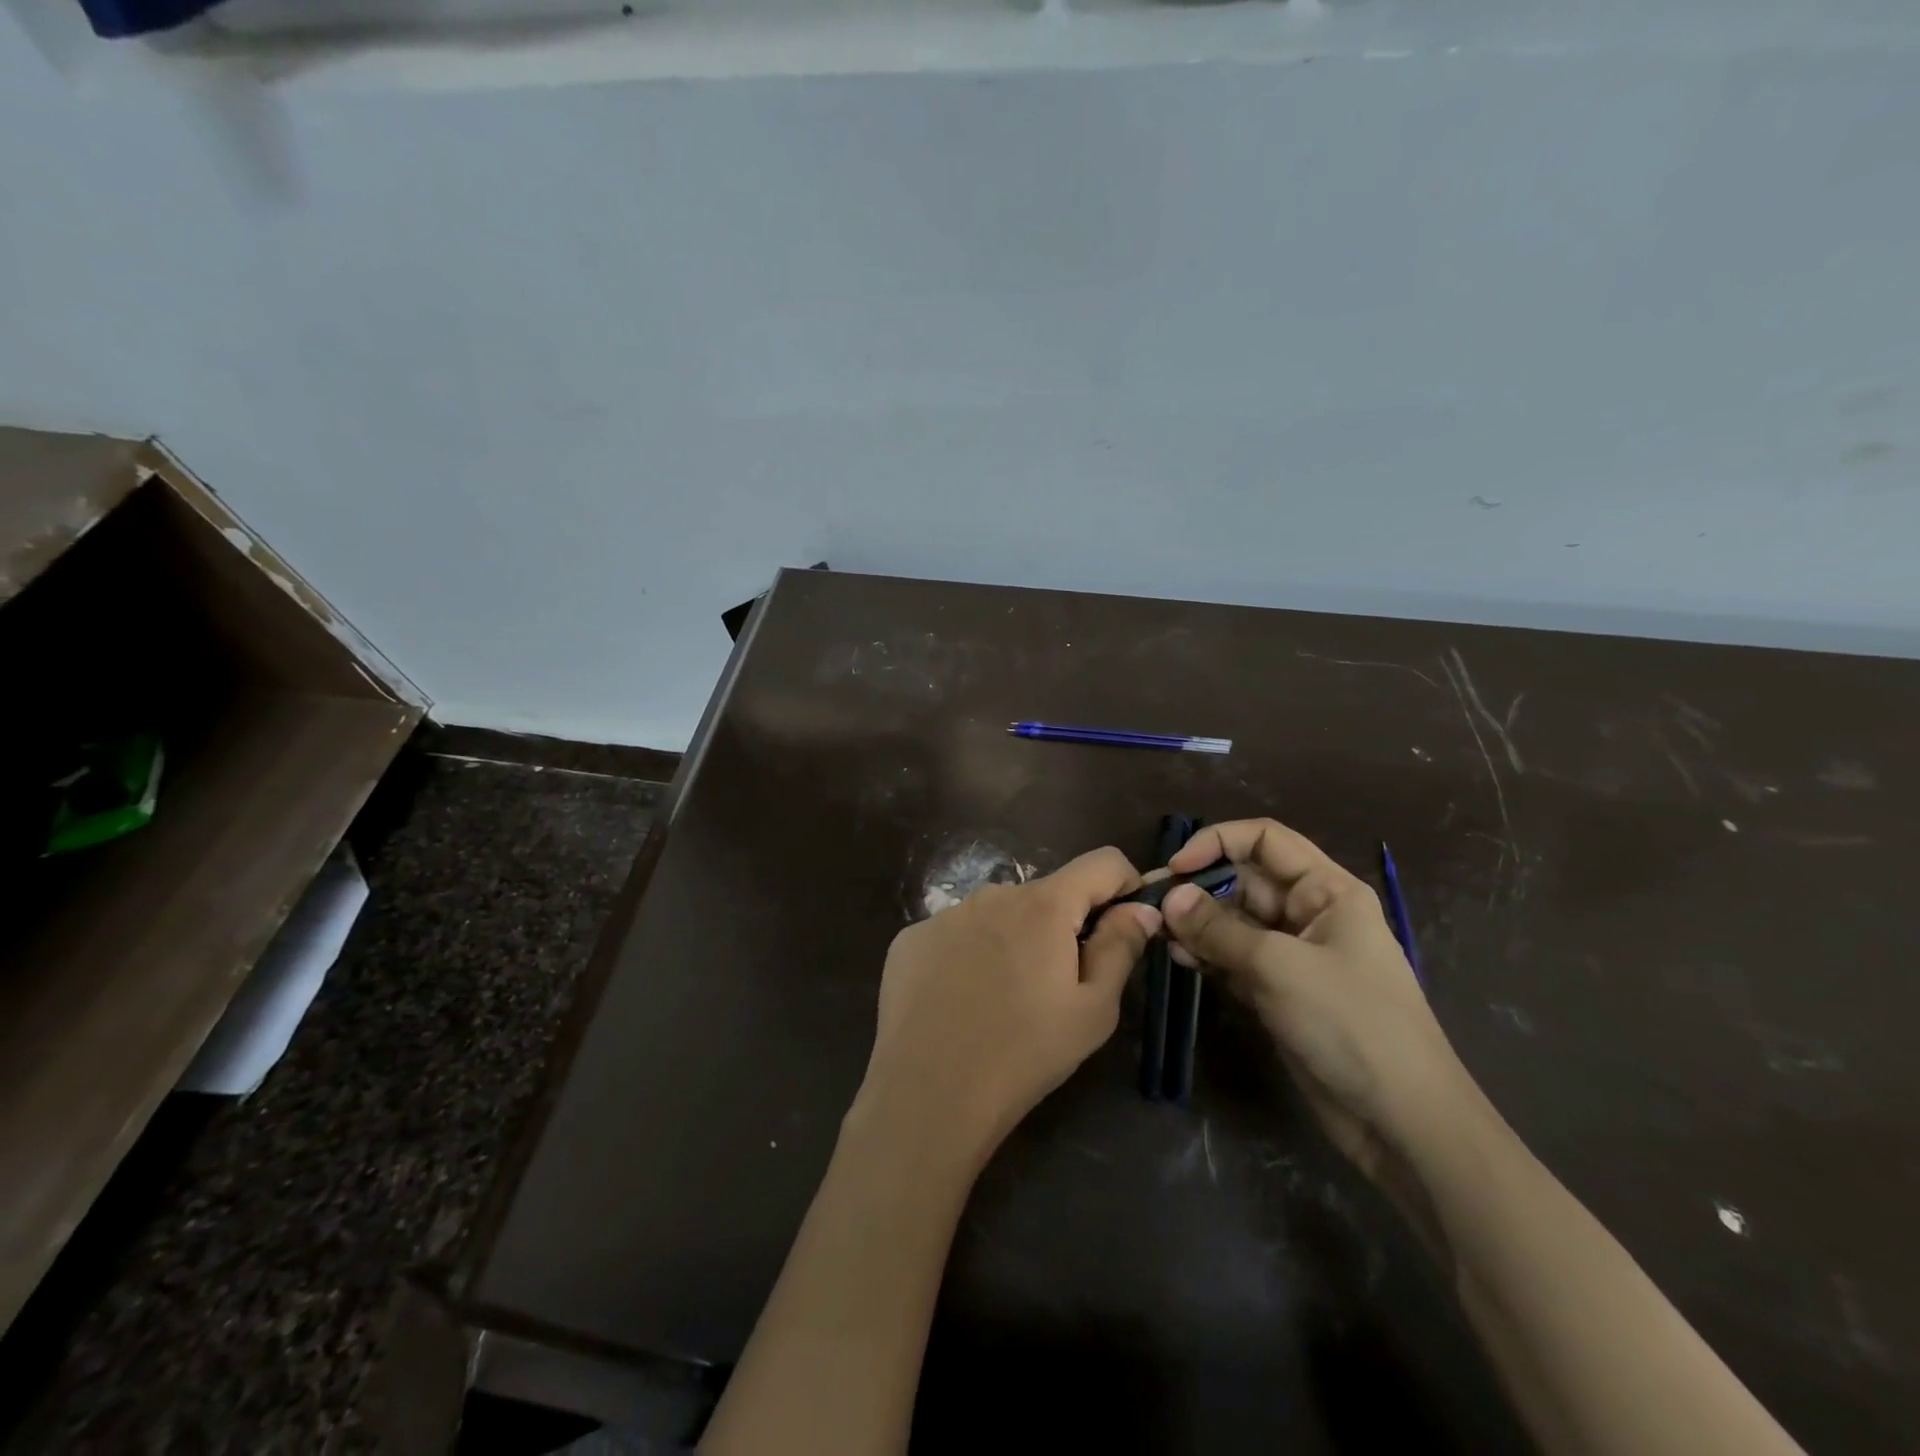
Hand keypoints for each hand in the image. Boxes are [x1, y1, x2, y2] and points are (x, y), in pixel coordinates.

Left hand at [854, 847, 1159, 1169]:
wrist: (927, 1094)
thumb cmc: (1024, 1055)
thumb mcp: (1093, 1011)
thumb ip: (1120, 948)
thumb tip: (1141, 908)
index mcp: (1044, 905)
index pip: (1102, 861)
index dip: (1124, 885)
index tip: (1124, 925)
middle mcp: (993, 894)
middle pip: (1046, 894)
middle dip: (1063, 926)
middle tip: (1057, 986)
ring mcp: (946, 914)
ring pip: (999, 914)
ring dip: (1014, 939)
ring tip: (1004, 999)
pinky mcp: (911, 938)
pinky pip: (956, 933)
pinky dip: (969, 954)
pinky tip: (960, 1000)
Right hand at [1160, 819, 1473, 1216]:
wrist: (1402, 1120)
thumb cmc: (1352, 1024)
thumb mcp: (1280, 967)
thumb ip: (1219, 929)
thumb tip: (1169, 896)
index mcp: (1327, 890)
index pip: (1265, 840)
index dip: (1218, 842)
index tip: (1176, 867)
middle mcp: (1309, 913)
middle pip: (1244, 880)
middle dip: (1198, 888)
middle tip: (1152, 906)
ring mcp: (1293, 955)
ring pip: (1234, 921)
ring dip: (1197, 924)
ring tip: (1161, 937)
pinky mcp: (1279, 991)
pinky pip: (1234, 959)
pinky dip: (1207, 956)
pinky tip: (1179, 961)